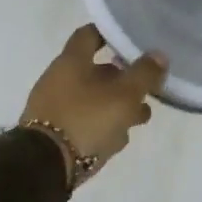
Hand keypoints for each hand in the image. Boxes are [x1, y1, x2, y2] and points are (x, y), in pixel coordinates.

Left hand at [20, 25, 165, 186]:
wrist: (43, 168)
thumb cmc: (86, 119)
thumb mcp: (123, 95)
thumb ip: (144, 74)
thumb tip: (159, 55)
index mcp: (71, 61)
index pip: (89, 34)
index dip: (110, 34)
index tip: (131, 39)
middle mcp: (59, 78)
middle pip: (95, 71)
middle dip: (123, 80)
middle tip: (146, 89)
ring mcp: (53, 107)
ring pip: (92, 99)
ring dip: (116, 106)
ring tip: (140, 119)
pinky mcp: (53, 134)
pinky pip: (82, 122)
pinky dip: (100, 125)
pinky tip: (117, 140)